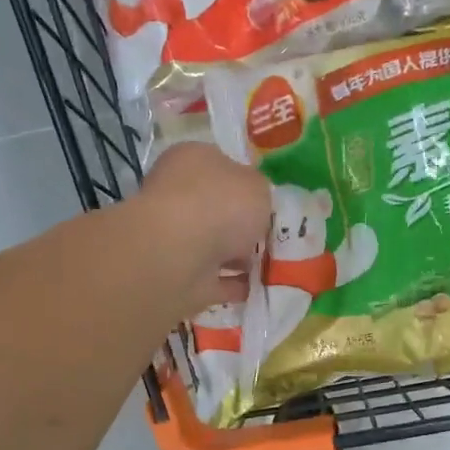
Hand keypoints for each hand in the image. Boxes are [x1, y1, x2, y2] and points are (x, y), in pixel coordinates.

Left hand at [136, 141, 271, 315]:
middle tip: (272, 237)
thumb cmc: (221, 204)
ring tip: (273, 266)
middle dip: (243, 225)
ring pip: (215, 247)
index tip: (269, 203)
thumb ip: (260, 192)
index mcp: (191, 161)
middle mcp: (179, 196)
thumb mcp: (258, 186)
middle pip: (218, 210)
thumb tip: (255, 203)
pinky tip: (259, 289)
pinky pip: (216, 280)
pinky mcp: (181, 276)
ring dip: (240, 257)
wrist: (181, 255)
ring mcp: (176, 239)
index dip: (246, 184)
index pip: (221, 167)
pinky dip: (235, 285)